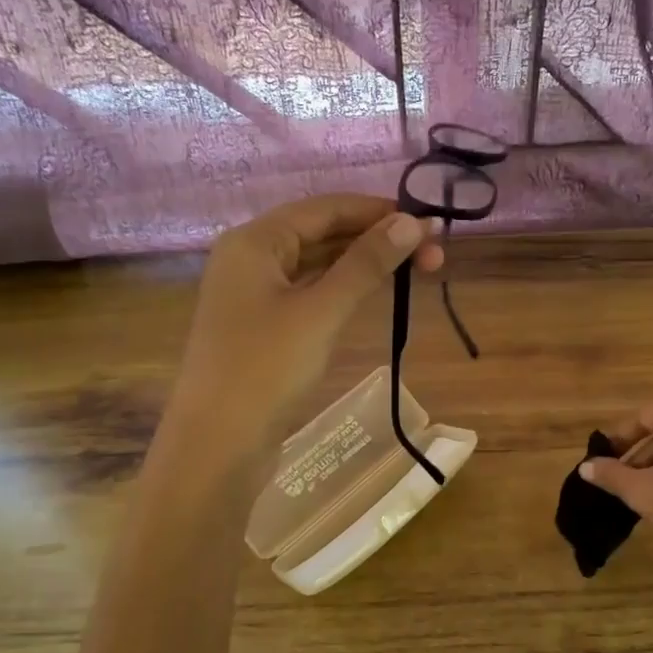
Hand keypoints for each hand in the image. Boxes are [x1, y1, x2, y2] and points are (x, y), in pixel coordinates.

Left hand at [167, 195, 442, 448]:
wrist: (218, 445)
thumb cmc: (266, 369)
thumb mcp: (321, 311)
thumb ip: (366, 263)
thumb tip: (411, 221)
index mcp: (255, 241)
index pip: (325, 208)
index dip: (379, 212)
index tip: (429, 224)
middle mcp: (251, 258)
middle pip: (322, 233)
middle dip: (377, 239)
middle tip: (433, 255)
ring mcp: (255, 295)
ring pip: (318, 265)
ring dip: (364, 264)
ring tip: (417, 270)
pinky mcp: (264, 328)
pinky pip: (310, 293)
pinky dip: (344, 289)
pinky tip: (374, 293)